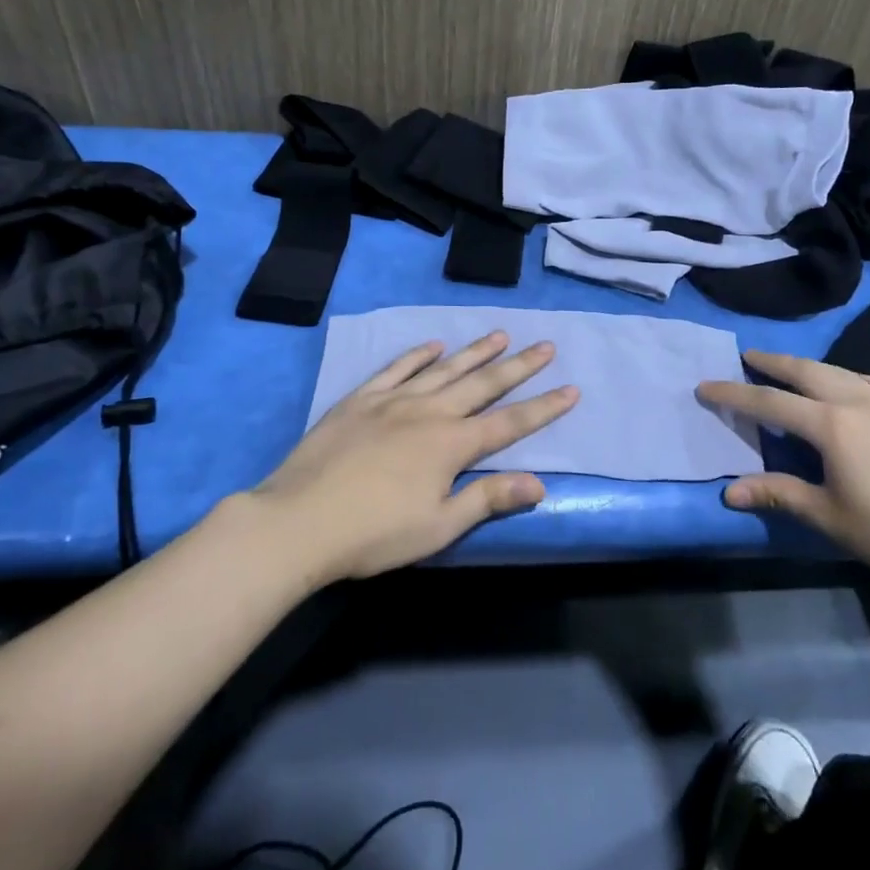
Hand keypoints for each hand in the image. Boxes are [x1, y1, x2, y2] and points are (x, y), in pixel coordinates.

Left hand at [250, 332, 577, 582]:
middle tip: (545, 346)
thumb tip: (539, 483)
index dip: (543, 407)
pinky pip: (396, 368)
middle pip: (483, 384)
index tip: (571, 388)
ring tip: (500, 334)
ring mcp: (393, 401)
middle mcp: (429, 412)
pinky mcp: (361, 400)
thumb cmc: (373, 534)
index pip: (510, 422)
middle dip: (518, 366)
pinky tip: (433, 345)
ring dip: (475, 351)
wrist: (298, 521)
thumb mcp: (437, 527)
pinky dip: (418, 354)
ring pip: (444, 369)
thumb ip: (488, 500)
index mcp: (451, 445)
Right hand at [697, 352, 869, 600]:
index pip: (770, 402)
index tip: (706, 386)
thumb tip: (729, 492)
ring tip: (791, 368)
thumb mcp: (827, 516)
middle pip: (806, 372)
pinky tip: (849, 383)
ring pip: (840, 371)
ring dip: (809, 366)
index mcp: (831, 425)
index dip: (734, 393)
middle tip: (748, 356)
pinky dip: (848, 376)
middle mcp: (858, 402)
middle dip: (772, 362)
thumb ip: (778, 494)